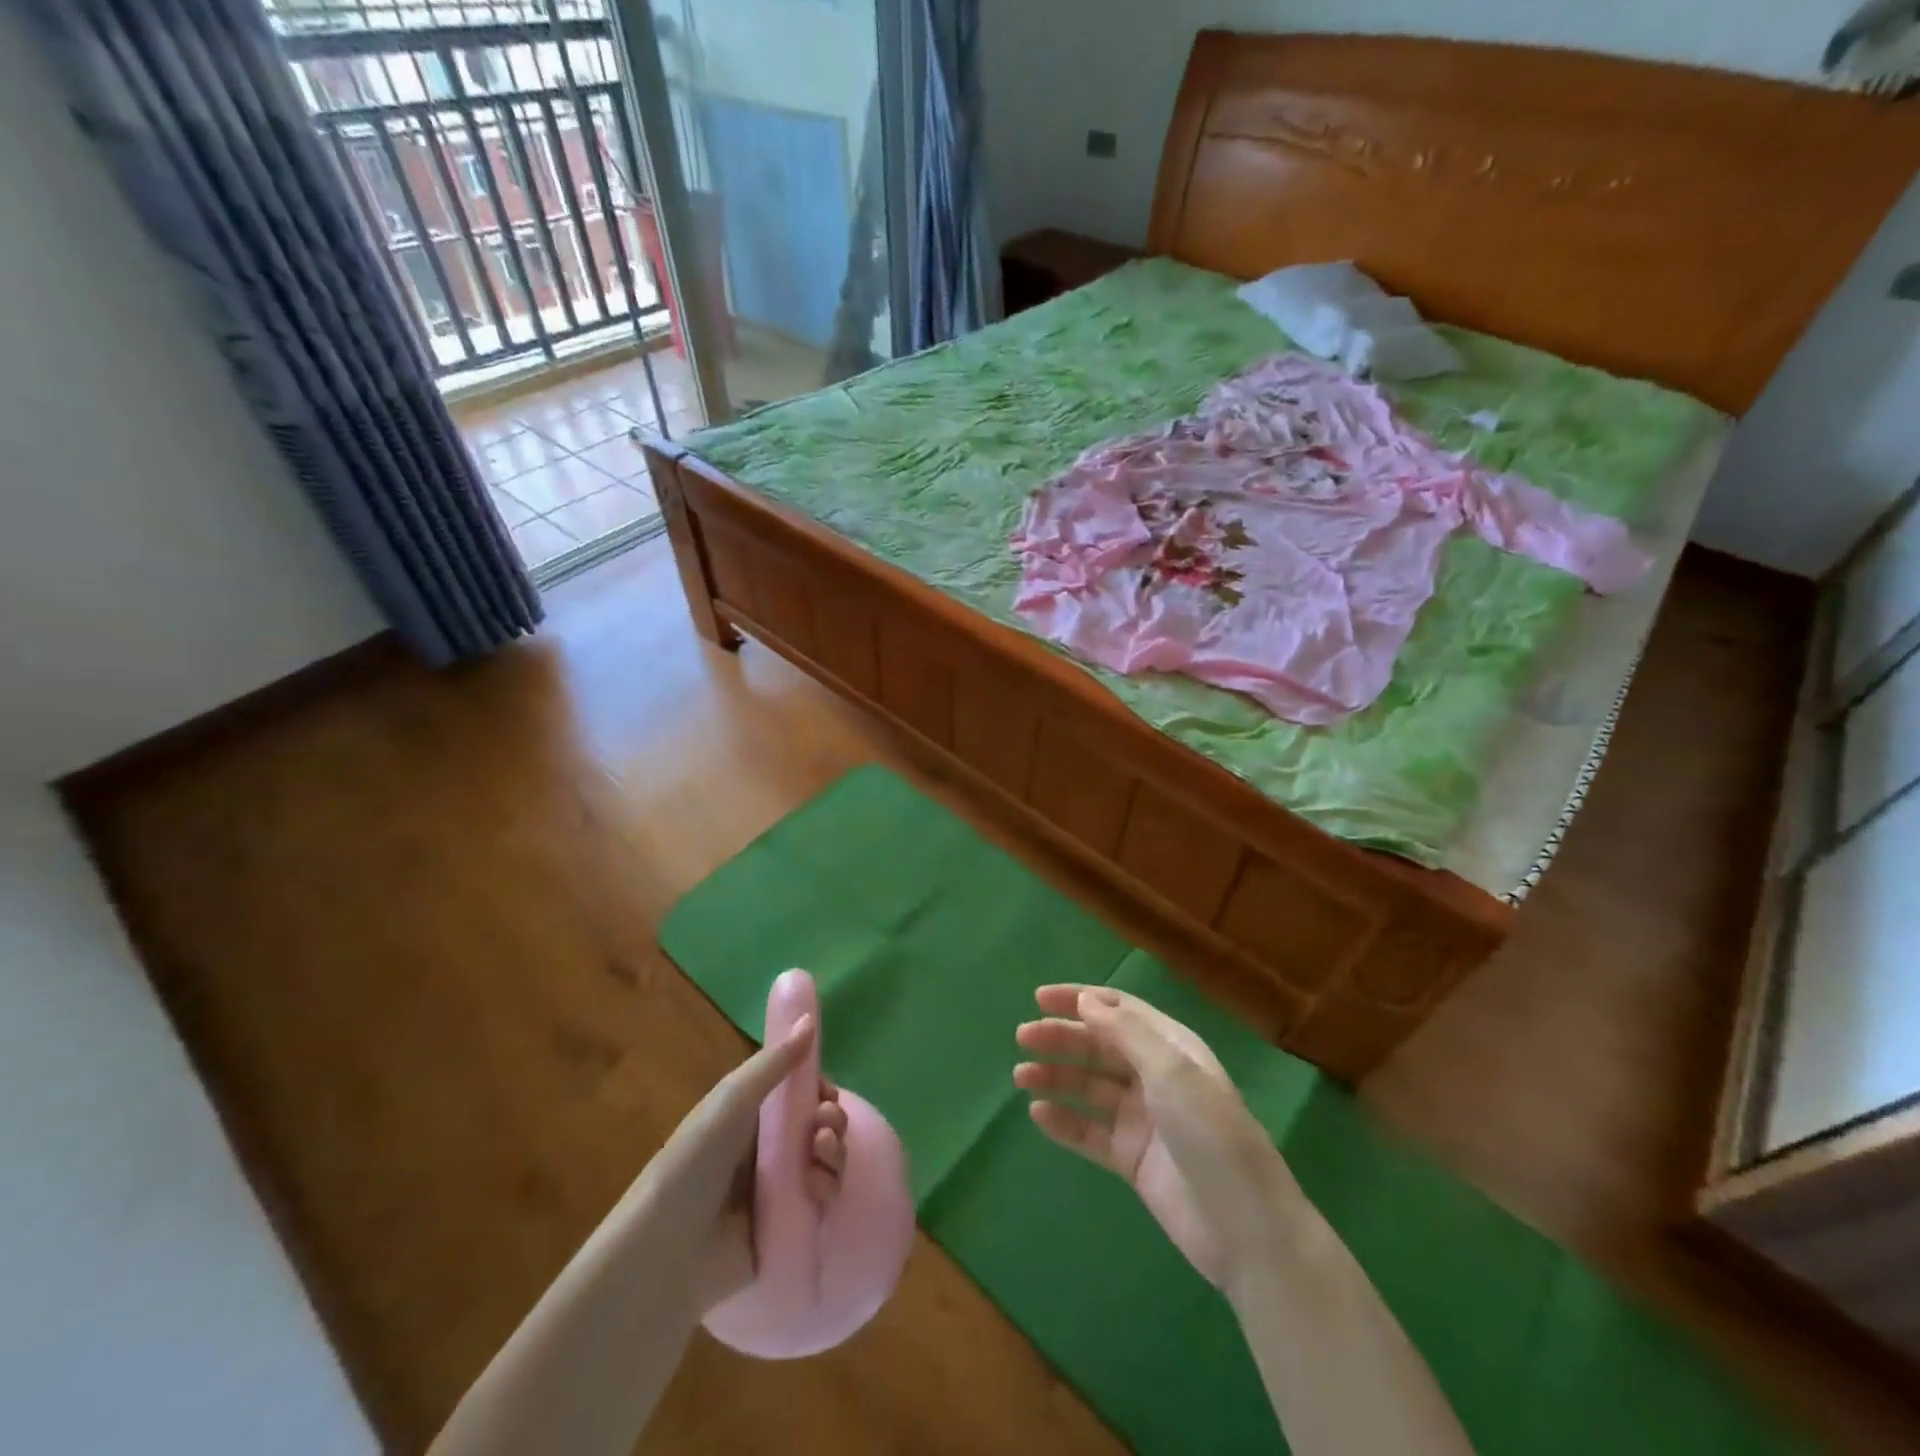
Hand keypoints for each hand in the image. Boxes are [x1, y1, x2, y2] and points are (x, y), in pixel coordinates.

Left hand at [636, 1016, 849, 1312]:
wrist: (668, 1248)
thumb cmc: (695, 1160)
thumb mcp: (734, 1098)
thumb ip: (776, 1061)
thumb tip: (811, 1018)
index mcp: (752, 1117)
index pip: (800, 1097)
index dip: (820, 1092)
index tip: (827, 1093)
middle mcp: (767, 1150)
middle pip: (819, 1127)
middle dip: (832, 1120)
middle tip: (824, 1124)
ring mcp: (779, 1190)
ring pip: (826, 1161)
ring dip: (834, 1151)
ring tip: (820, 1152)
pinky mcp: (788, 1226)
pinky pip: (823, 1201)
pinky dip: (828, 1187)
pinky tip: (817, 1185)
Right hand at [1014, 985, 1298, 1288]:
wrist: (1246, 1230)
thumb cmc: (1212, 1135)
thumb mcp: (1172, 1072)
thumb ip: (1126, 1033)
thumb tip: (1086, 1000)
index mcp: (1171, 1047)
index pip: (1119, 1010)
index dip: (1080, 999)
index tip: (1040, 998)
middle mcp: (1155, 1076)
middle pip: (1100, 1046)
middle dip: (1062, 1037)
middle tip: (1023, 1037)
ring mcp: (1143, 1119)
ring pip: (1090, 1088)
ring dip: (1056, 1077)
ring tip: (1021, 1076)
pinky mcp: (1132, 1159)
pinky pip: (1091, 1133)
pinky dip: (1065, 1121)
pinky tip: (1038, 1114)